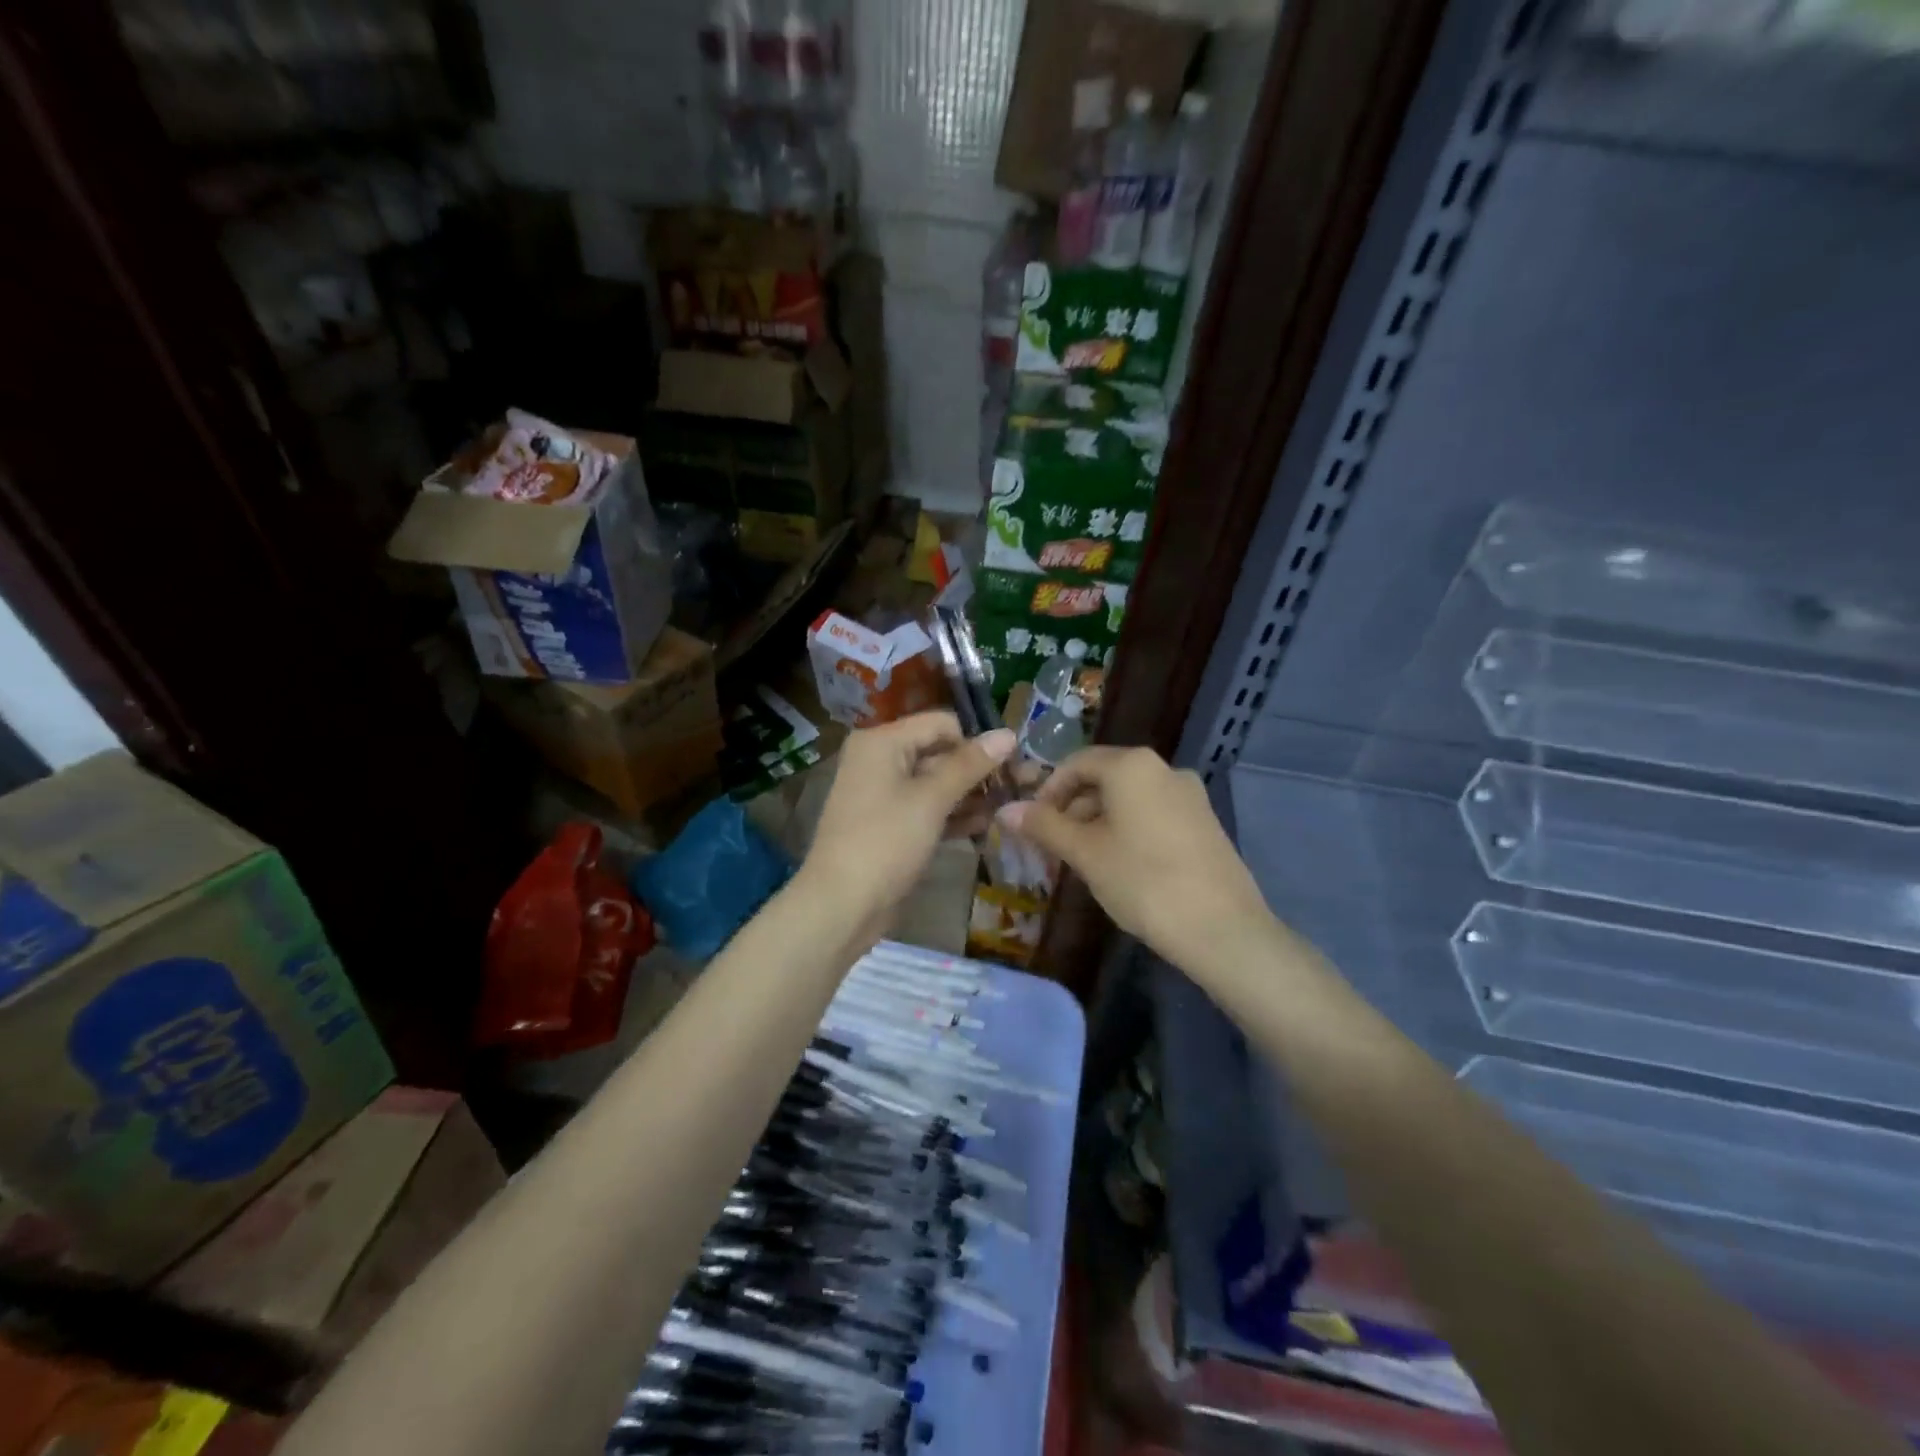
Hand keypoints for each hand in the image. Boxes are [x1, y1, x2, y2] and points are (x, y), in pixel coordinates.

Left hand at [802, 713, 1015, 936]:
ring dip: (970, 794)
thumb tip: (1008, 734)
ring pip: (935, 783)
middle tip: (1021, 785)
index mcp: (882, 741)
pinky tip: (986, 825)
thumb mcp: (931, 799)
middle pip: (939, 752)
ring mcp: (883, 794)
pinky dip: (952, 814)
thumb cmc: (886, 841)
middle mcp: (880, 759)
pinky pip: (926, 808)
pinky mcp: (890, 825)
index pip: (941, 724)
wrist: (841, 905)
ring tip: (1010, 806)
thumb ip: (970, 765)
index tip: (1013, 763)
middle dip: (978, 770)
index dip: (976, 740)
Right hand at [997, 746, 1271, 970]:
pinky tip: (1120, 867)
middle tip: (1053, 848)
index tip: (1032, 825)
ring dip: (1098, 822)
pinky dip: (1127, 830)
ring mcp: (1190, 795)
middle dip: (1072, 809)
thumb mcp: (1085, 854)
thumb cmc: (1143, 882)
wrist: (1222, 929)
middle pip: (1103, 778)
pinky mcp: (1204, 823)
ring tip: (1083, 862)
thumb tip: (1004, 811)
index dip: (1047, 791)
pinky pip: (1153, 814)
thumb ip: (1044, 826)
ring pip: (1128, 799)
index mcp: (1132, 766)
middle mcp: (1164, 769)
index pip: (1076, 763)